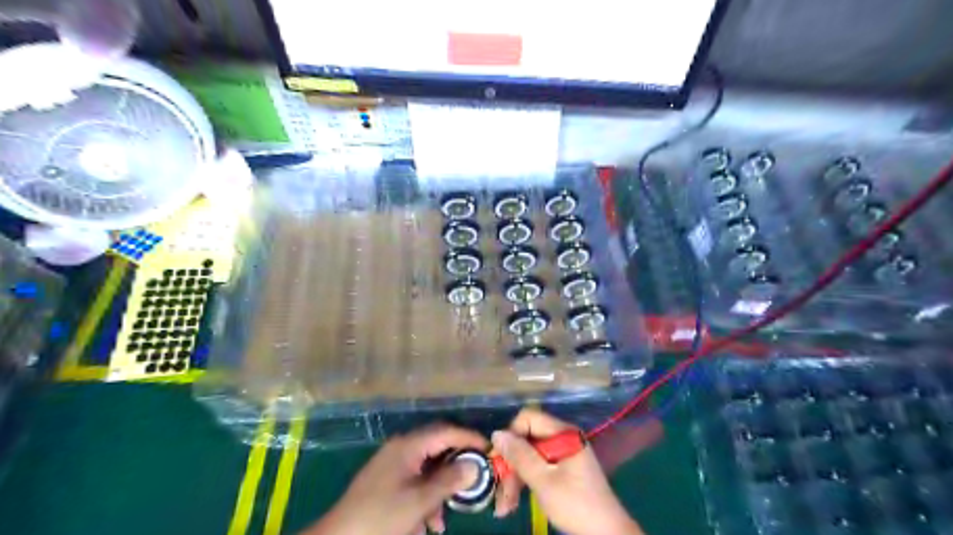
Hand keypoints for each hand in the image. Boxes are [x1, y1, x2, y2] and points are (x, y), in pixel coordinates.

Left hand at [309, 426, 486, 534]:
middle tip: (477, 476)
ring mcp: (393, 462)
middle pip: (438, 446)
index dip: (469, 438)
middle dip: (458, 462)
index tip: (489, 449)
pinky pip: (415, 479)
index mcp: (409, 445)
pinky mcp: (387, 479)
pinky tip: (430, 522)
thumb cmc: (381, 516)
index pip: (446, 431)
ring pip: (428, 466)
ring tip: (451, 510)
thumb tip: (474, 465)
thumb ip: (449, 480)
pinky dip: (427, 494)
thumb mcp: (420, 501)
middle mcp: (401, 447)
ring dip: (442, 485)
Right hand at [491, 410, 638, 534]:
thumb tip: (496, 433)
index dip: (511, 436)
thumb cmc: (576, 504)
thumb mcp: (543, 480)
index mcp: (563, 433)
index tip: (500, 460)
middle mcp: (562, 437)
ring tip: (504, 507)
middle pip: (527, 440)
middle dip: (510, 465)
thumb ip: (520, 455)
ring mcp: (563, 453)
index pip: (528, 418)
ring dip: (514, 478)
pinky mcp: (562, 468)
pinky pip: (537, 467)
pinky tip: (513, 502)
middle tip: (499, 493)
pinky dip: (525, 482)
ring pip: (529, 456)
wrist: (606, 533)